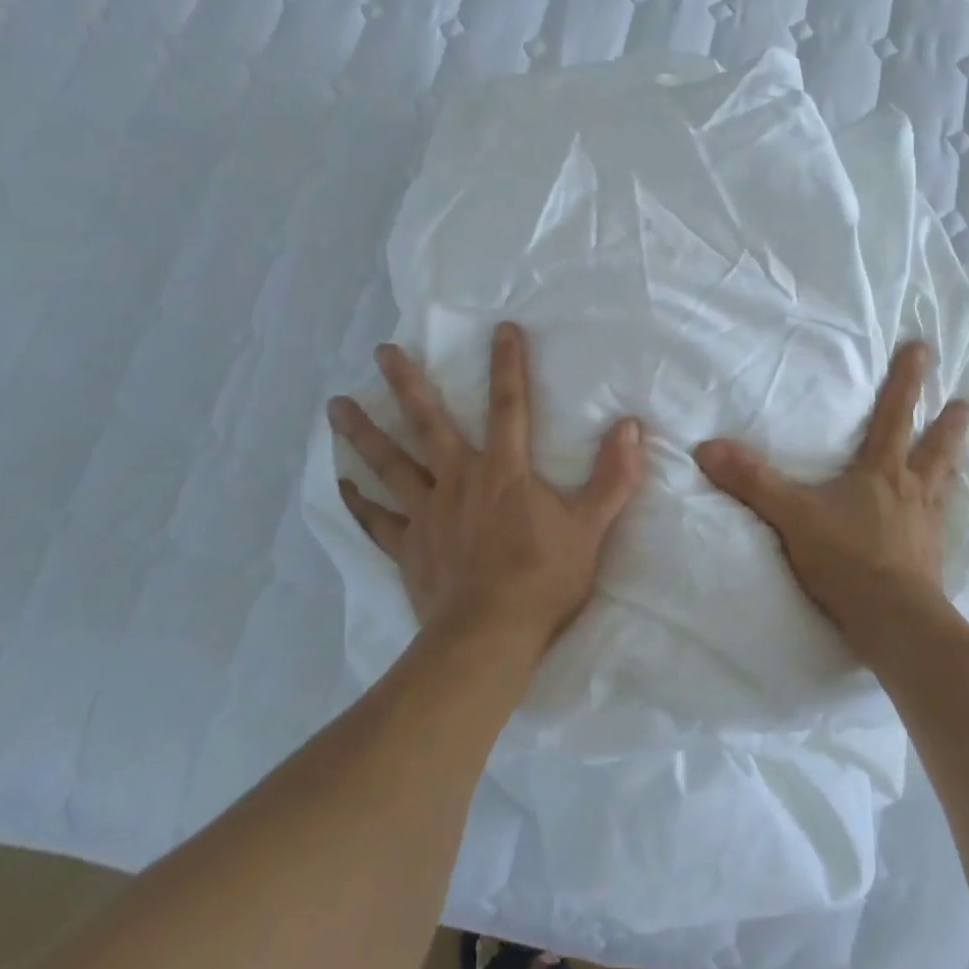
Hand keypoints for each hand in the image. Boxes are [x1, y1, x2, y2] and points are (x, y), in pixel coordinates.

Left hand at [328, 322, 644, 646]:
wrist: (489, 639)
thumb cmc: (542, 579)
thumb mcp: (591, 527)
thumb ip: (613, 476)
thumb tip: (631, 426)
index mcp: (504, 470)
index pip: (510, 406)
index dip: (508, 365)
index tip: (501, 329)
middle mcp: (459, 480)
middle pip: (428, 422)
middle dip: (407, 384)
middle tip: (384, 351)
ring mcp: (427, 513)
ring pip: (390, 463)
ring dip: (363, 432)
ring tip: (337, 404)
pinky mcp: (408, 547)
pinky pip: (377, 519)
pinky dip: (359, 501)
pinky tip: (341, 483)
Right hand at [693, 341, 968, 657]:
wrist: (895, 624)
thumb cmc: (847, 560)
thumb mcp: (792, 516)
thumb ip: (752, 481)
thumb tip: (706, 447)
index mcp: (881, 472)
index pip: (895, 415)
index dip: (907, 380)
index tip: (923, 348)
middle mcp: (911, 490)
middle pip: (935, 447)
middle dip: (949, 422)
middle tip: (965, 402)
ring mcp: (927, 525)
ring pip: (945, 482)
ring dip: (955, 460)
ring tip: (964, 447)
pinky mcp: (932, 558)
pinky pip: (943, 521)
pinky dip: (947, 508)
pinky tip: (945, 515)